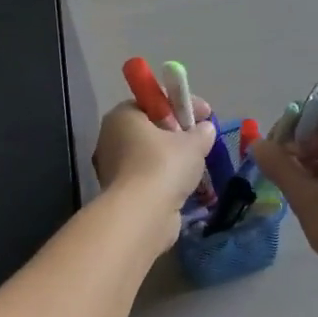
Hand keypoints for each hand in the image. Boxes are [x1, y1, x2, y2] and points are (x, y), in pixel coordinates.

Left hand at [92, 101, 215, 246]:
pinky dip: (165, 178)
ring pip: (150, 154)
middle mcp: (111, 137)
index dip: (183, 104)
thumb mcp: (193, 143)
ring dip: (172, 158)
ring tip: (198, 164)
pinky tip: (185, 184)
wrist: (142, 215)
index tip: (206, 114)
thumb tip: (206, 128)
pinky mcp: (120, 193)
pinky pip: (148, 177)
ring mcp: (112, 167)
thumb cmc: (164, 166)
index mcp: (122, 115)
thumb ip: (202, 131)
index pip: (154, 101)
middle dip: (178, 133)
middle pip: (151, 128)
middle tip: (201, 139)